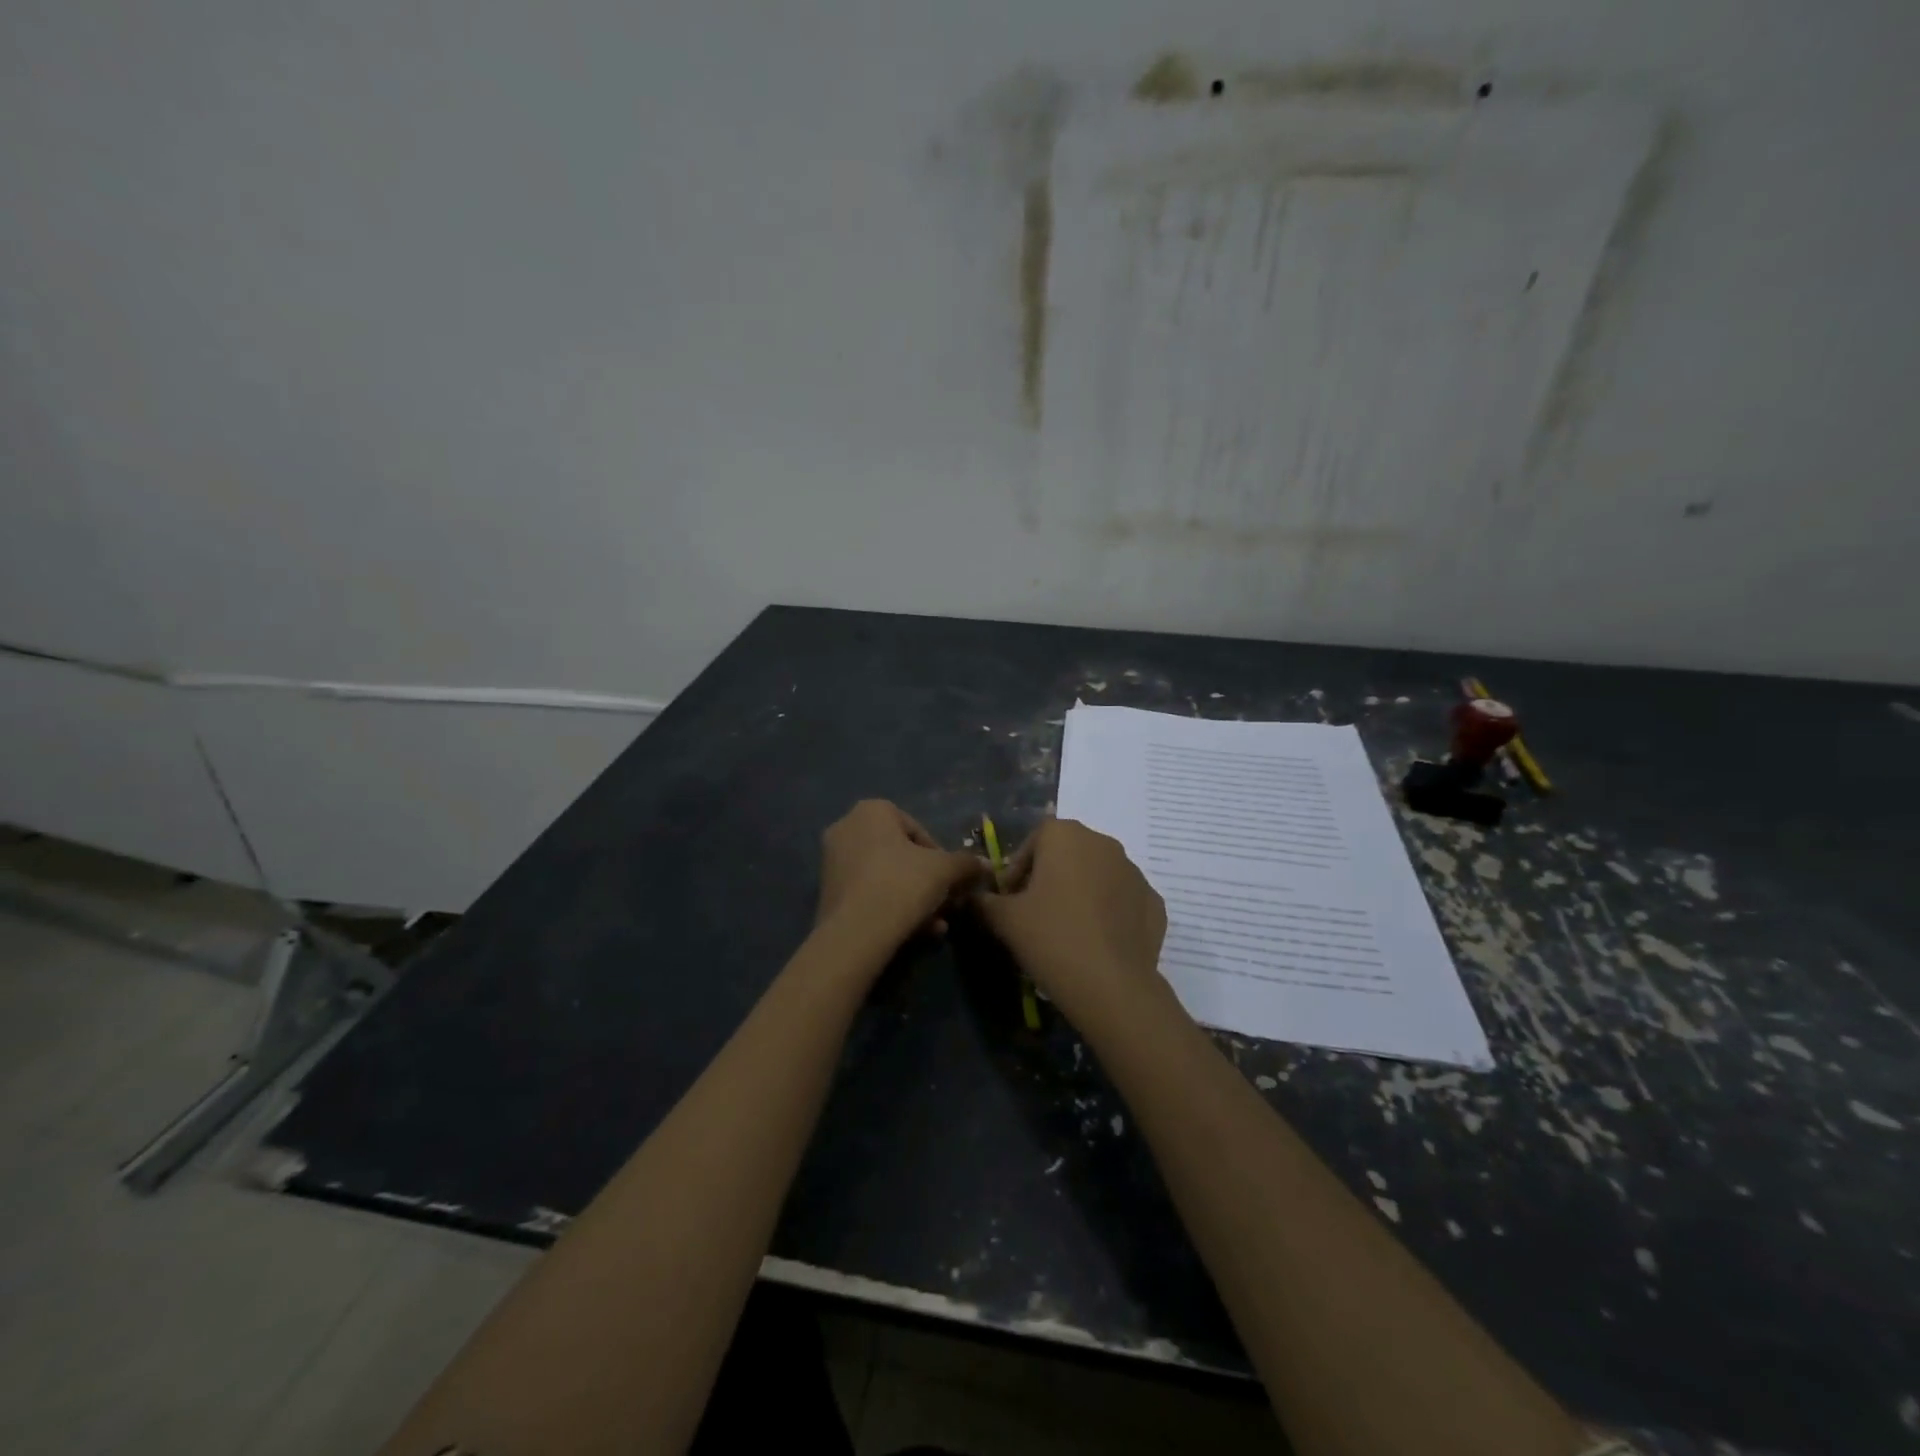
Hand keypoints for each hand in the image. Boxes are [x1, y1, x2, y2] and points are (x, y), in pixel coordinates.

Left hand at [816, 800, 982, 954]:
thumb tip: (985, 865)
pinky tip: (914, 932)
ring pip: (886, 877)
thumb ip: (966, 863)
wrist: (856, 932)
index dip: (940, 857)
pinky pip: (869, 893)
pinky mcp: (826, 892)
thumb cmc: (903, 884)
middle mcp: (846, 827)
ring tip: (935, 925)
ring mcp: (832, 860)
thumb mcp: (946, 870)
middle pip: (901, 855)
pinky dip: (892, 907)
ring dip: (914, 898)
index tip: (952, 880)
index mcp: (872, 810)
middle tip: (945, 904)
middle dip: (927, 881)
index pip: (918, 830)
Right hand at [972, 818, 1167, 1025]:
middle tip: (1034, 914)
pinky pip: (1122, 900)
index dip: (1017, 870)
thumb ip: (984, 901)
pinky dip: (1108, 913)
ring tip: (1066, 930)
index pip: (1033, 841)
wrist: (1111, 985)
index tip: (1009, 900)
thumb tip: (973, 897)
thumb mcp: (1004, 919)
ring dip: (1080, 893)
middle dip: (1049, 878)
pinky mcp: (1155, 902)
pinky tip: (1096, 942)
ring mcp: (1134, 872)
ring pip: (1097, 875)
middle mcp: (1103, 842)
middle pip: (1067, 854)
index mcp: (1065, 835)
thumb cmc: (1050, 938)